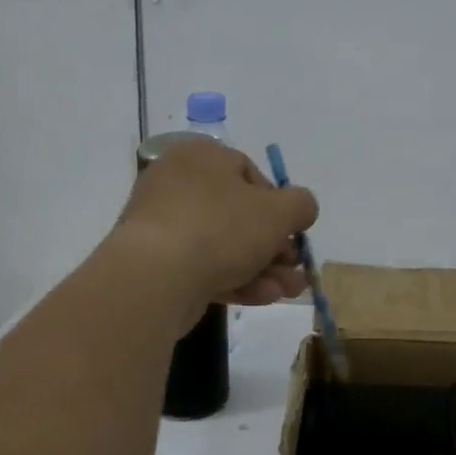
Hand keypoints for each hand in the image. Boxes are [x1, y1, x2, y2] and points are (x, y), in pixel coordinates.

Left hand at [116, 137, 317, 319]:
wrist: (154, 277)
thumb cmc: (220, 228)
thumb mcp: (279, 212)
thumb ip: (301, 205)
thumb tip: (301, 209)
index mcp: (202, 156)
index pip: (250, 174)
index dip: (279, 205)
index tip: (293, 233)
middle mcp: (177, 183)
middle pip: (239, 214)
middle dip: (274, 246)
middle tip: (294, 269)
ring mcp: (162, 225)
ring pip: (224, 245)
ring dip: (262, 268)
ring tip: (288, 291)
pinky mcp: (156, 263)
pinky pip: (202, 266)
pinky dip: (234, 279)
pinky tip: (262, 298)